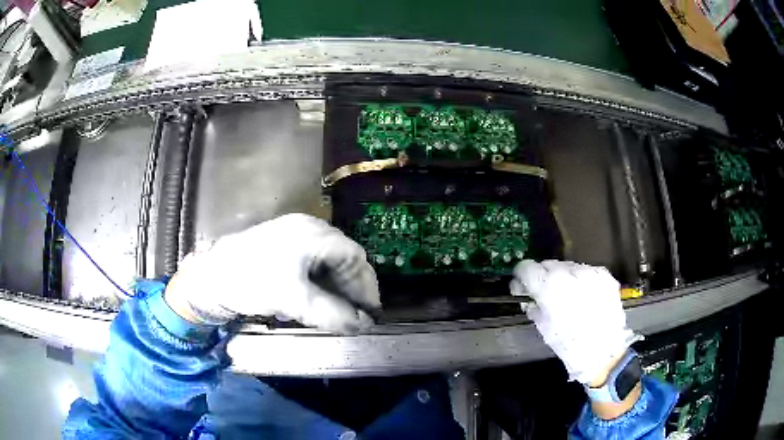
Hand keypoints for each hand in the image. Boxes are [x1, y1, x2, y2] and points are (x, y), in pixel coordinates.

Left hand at [165, 214, 380, 333]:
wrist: (209, 277)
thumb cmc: (252, 283)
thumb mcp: (295, 301)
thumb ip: (332, 313)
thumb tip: (362, 324)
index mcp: (313, 234)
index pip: (354, 257)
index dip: (366, 285)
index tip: (370, 311)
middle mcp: (306, 229)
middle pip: (341, 258)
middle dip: (350, 288)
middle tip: (354, 314)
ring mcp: (291, 236)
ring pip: (325, 263)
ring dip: (334, 288)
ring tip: (334, 311)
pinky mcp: (280, 247)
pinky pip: (309, 264)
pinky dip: (317, 284)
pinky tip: (312, 301)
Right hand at [511, 260, 639, 384]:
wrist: (604, 351)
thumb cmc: (569, 344)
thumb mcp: (543, 327)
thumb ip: (532, 305)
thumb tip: (526, 294)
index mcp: (549, 286)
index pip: (527, 267)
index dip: (522, 276)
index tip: (522, 285)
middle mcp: (569, 271)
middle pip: (548, 265)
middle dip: (543, 277)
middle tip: (546, 295)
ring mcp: (589, 271)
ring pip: (567, 267)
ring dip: (563, 278)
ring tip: (568, 297)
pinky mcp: (604, 275)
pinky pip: (586, 272)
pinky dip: (580, 281)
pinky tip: (583, 297)